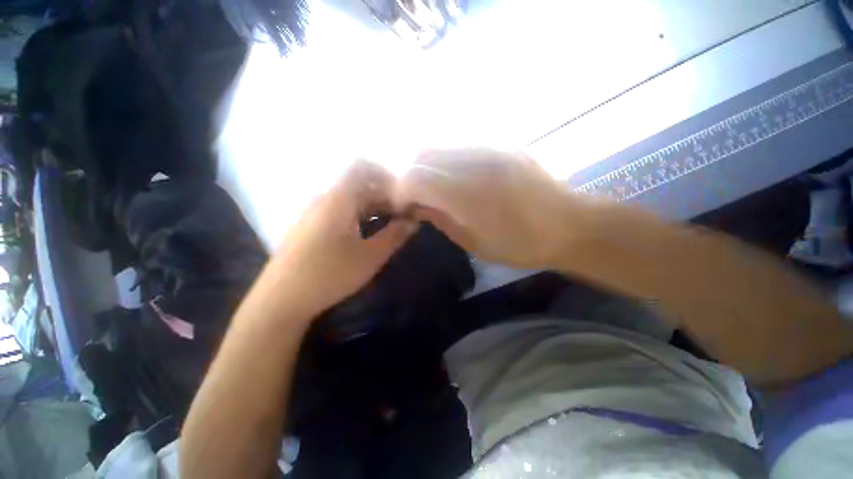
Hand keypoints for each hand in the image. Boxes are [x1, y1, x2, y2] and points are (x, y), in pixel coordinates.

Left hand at [266, 160, 418, 316]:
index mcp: (338, 199)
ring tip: (388, 223)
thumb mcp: (370, 257)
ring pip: (349, 197)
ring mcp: (313, 211)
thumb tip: (413, 221)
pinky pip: (338, 209)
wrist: (281, 299)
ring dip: (372, 206)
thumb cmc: (330, 275)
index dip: (387, 177)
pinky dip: (357, 214)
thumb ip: (395, 235)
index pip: (363, 168)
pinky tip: (365, 232)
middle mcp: (324, 198)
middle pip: (359, 184)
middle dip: (383, 195)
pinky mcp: (309, 224)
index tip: (403, 198)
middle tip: (401, 215)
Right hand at [394, 149, 585, 268]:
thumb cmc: (521, 245)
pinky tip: (456, 178)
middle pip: (422, 155)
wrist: (570, 226)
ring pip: (440, 145)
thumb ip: (441, 220)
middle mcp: (474, 161)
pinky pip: (461, 145)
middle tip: (417, 197)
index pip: (415, 178)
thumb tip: (417, 207)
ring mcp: (490, 148)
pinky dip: (447, 160)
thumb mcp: (474, 243)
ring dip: (428, 166)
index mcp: (467, 193)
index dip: (401, 192)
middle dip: (411, 176)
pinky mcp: (501, 144)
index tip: (404, 207)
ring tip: (435, 187)